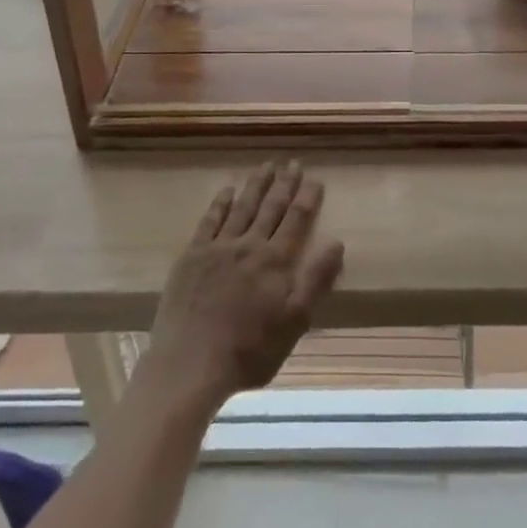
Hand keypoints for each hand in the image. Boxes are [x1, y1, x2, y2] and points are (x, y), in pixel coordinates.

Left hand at [134, 163, 343, 416]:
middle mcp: (249, 245)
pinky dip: (220, 202)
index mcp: (276, 261)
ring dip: (256, 185)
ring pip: (242, 207)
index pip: (296, 220)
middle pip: (271, 207)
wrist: (190, 364)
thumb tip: (337, 242)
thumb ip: (316, 281)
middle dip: (284, 184)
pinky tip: (227, 189)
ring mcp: (218, 247)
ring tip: (266, 165)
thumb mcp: (294, 323)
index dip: (307, 198)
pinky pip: (210, 220)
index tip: (315, 178)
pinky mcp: (192, 255)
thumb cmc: (249, 351)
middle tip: (293, 163)